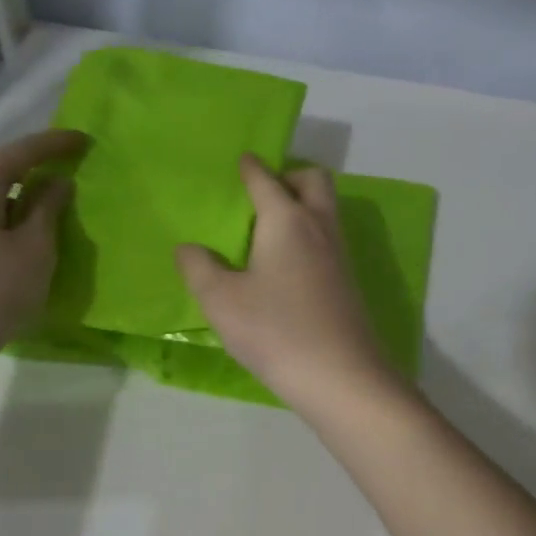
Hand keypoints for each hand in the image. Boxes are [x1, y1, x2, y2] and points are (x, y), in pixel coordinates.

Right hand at [176, 155, 403, 415]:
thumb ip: (199, 269)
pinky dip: (309, 232)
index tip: (242, 160)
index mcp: (286, 220)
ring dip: (302, 204)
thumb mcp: (222, 302)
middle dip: (289, 176)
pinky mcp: (347, 279)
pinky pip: (327, 236)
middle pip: (313, 180)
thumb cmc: (276, 331)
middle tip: (261, 195)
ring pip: (325, 208)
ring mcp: (339, 253)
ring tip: (268, 228)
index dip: (251, 167)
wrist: (341, 375)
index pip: (267, 179)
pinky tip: (286, 263)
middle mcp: (318, 226)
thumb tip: (188, 248)